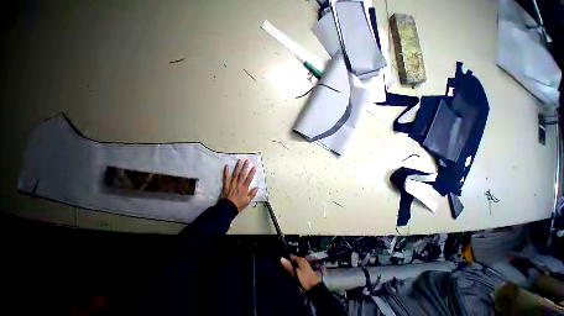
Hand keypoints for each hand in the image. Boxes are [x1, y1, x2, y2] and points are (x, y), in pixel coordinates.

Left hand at [221, 159, 257, 211]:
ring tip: (239, 161)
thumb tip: (257, 188)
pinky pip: (225, 178)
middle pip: (242, 174)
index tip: (254, 167)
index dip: (252, 172)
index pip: (249, 178)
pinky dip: (226, 172)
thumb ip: (252, 194)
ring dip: (237, 167)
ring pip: (235, 174)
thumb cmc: (238, 205)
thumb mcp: (248, 201)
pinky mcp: (226, 185)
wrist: (227, 209)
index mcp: (244, 188)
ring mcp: (232, 184)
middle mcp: (238, 184)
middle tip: (247, 161)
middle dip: (245, 167)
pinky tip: (226, 166)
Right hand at [280, 256, 320, 290]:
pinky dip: (295, 273)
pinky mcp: (306, 273)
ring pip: (295, 267)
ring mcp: (305, 267)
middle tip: (282, 272)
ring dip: (292, 270)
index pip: (291, 257)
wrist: (315, 289)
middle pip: (293, 262)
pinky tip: (292, 278)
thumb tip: (281, 258)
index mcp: (301, 259)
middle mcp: (303, 261)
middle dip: (289, 266)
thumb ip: (288, 266)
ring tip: (286, 275)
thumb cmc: (305, 279)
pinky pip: (298, 271)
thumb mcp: (295, 273)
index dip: (286, 261)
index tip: (280, 266)